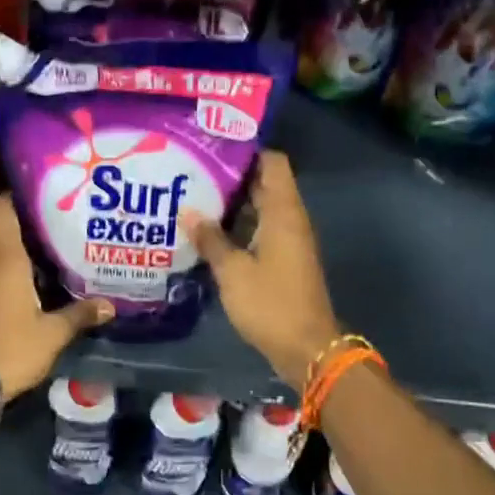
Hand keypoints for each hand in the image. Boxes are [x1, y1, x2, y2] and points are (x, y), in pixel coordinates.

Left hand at [0, 194, 113, 401]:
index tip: (42, 190)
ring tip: (62, 255)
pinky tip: (44, 286)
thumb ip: (81, 314)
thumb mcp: (54, 332)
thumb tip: (110, 305)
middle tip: (68, 226)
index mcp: (7, 261)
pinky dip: (21, 274)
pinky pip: (2, 276)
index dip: (16, 194)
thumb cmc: (15, 347)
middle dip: (36, 228)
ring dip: (29, 254)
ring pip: (7, 257)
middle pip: (10, 232)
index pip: (2, 210)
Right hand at [185, 150, 340, 385]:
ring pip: (261, 209)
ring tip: (193, 197)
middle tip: (192, 171)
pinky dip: (238, 227)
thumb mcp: (233, 271)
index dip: (247, 150)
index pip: (273, 163)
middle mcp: (290, 220)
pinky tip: (209, 232)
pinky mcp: (284, 261)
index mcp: (284, 213)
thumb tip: (188, 211)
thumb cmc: (270, 304)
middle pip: (264, 184)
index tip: (213, 146)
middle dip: (232, 176)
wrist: (306, 348)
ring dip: (232, 204)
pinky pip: (260, 230)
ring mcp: (289, 241)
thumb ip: (211, 239)